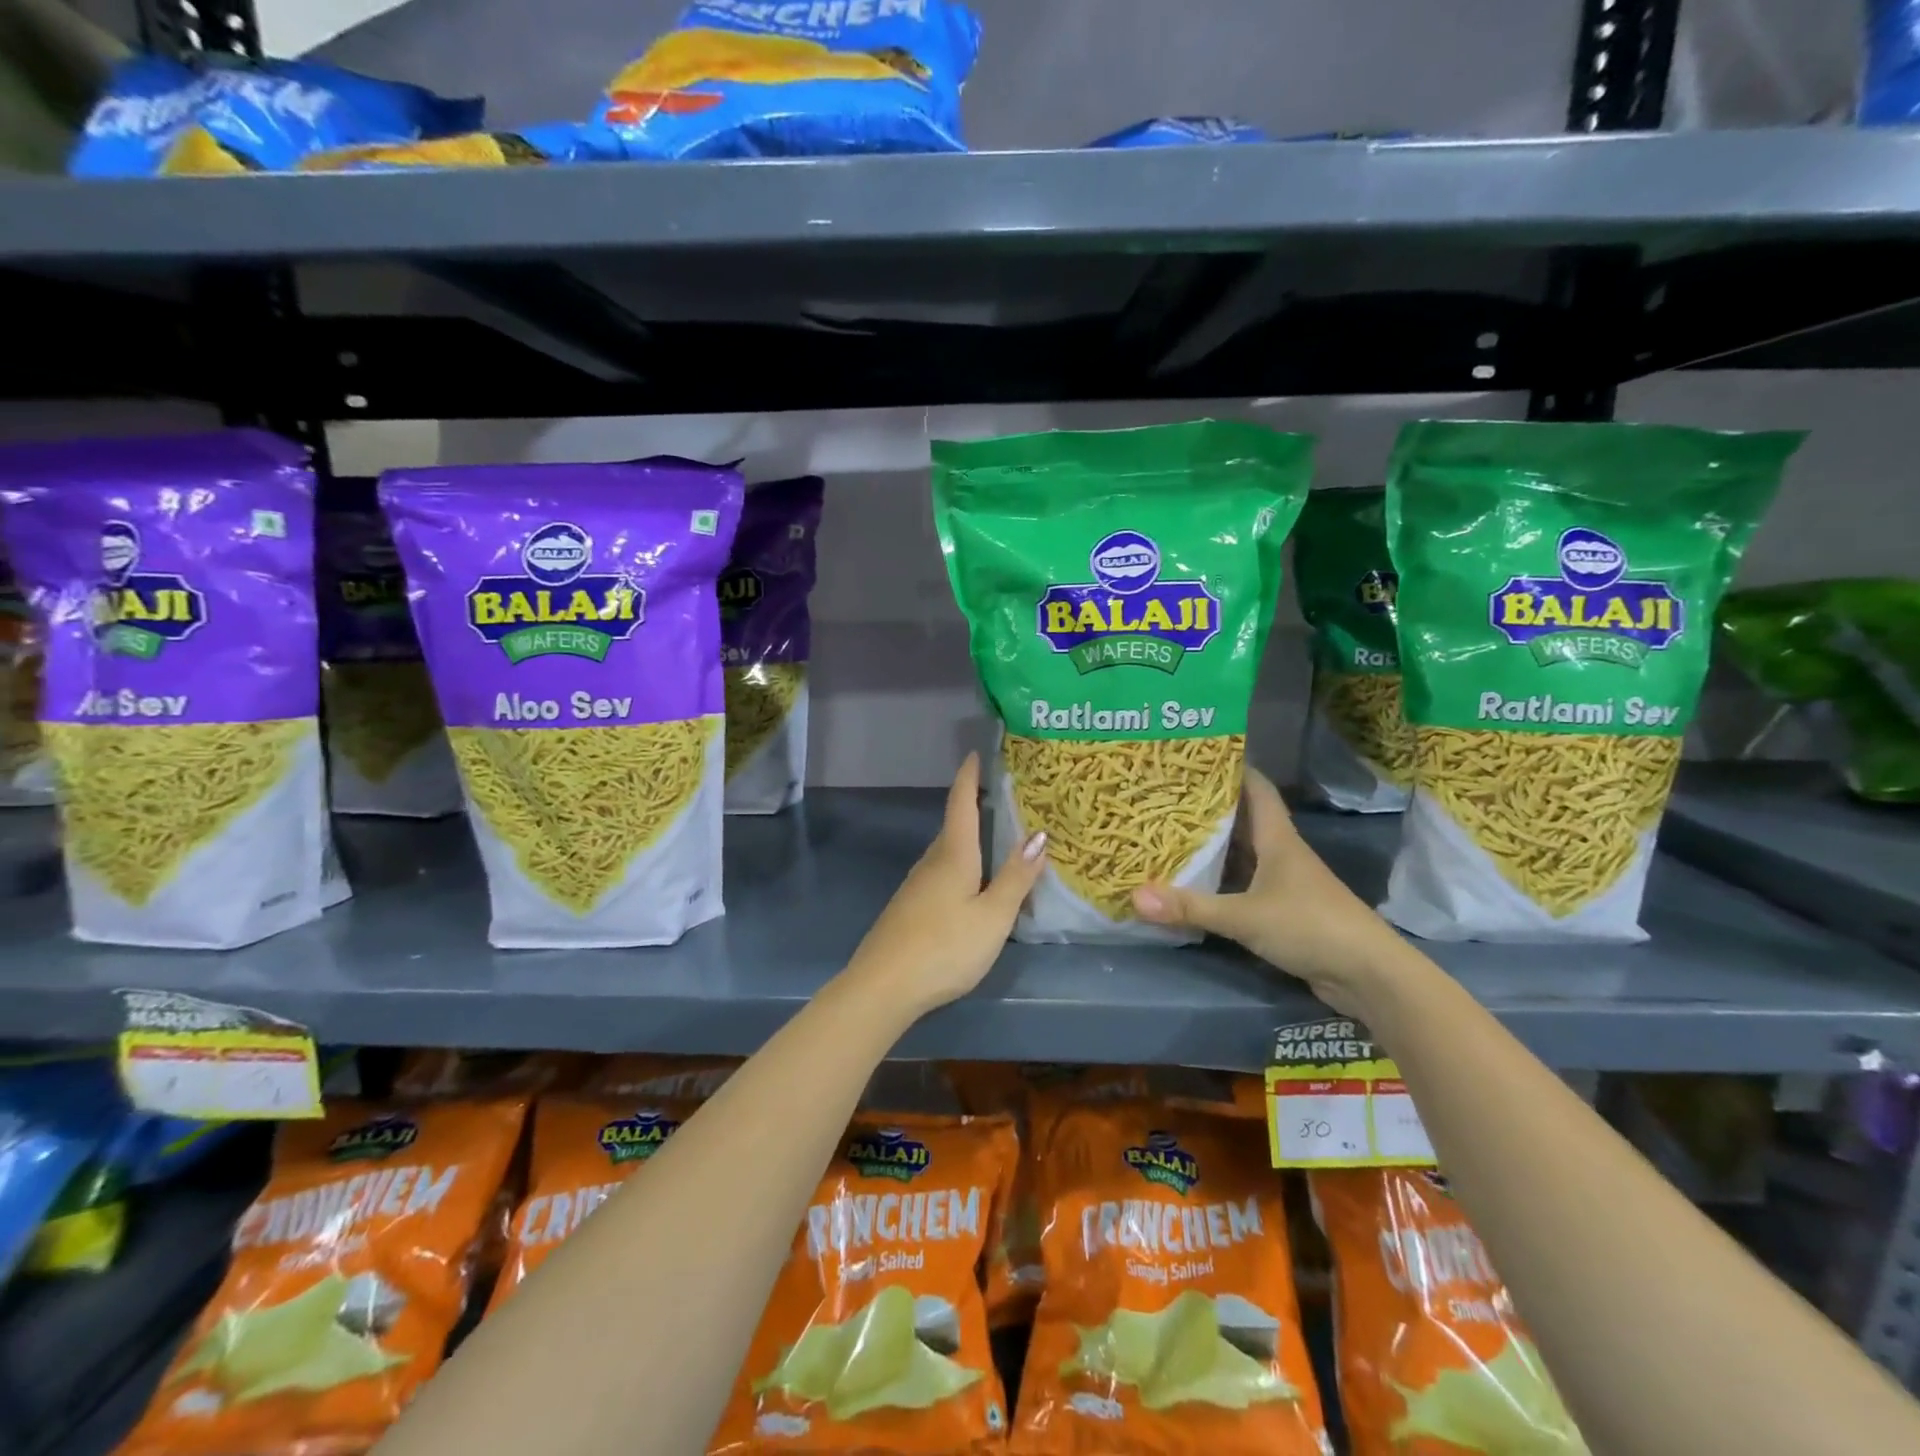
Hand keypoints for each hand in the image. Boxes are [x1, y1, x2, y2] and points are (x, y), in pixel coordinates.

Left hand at [839, 753, 1047, 1019]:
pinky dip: (960, 867)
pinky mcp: (909, 909)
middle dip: (974, 808)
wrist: (883, 986)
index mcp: (953, 855)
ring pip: (947, 853)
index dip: (968, 777)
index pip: (961, 804)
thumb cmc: (945, 947)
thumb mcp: (992, 916)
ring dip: (968, 840)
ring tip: (994, 840)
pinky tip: (971, 886)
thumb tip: (1039, 834)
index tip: (975, 753)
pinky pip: (940, 875)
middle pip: (954, 827)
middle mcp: (931, 862)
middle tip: (1002, 798)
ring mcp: (916, 886)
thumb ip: (1016, 877)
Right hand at [1131, 768, 1404, 1014]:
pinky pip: (1242, 886)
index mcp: (1277, 839)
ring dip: (1211, 847)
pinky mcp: (1282, 911)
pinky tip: (1191, 885)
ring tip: (1167, 834)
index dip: (1231, 768)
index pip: (1256, 788)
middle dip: (1207, 807)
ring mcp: (1283, 884)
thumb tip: (1134, 897)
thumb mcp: (1245, 916)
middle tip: (1165, 797)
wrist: (1369, 976)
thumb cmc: (1311, 926)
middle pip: (1242, 820)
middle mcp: (1280, 854)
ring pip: (1241, 855)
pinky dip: (1218, 882)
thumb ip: (1191, 907)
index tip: (1195, 758)